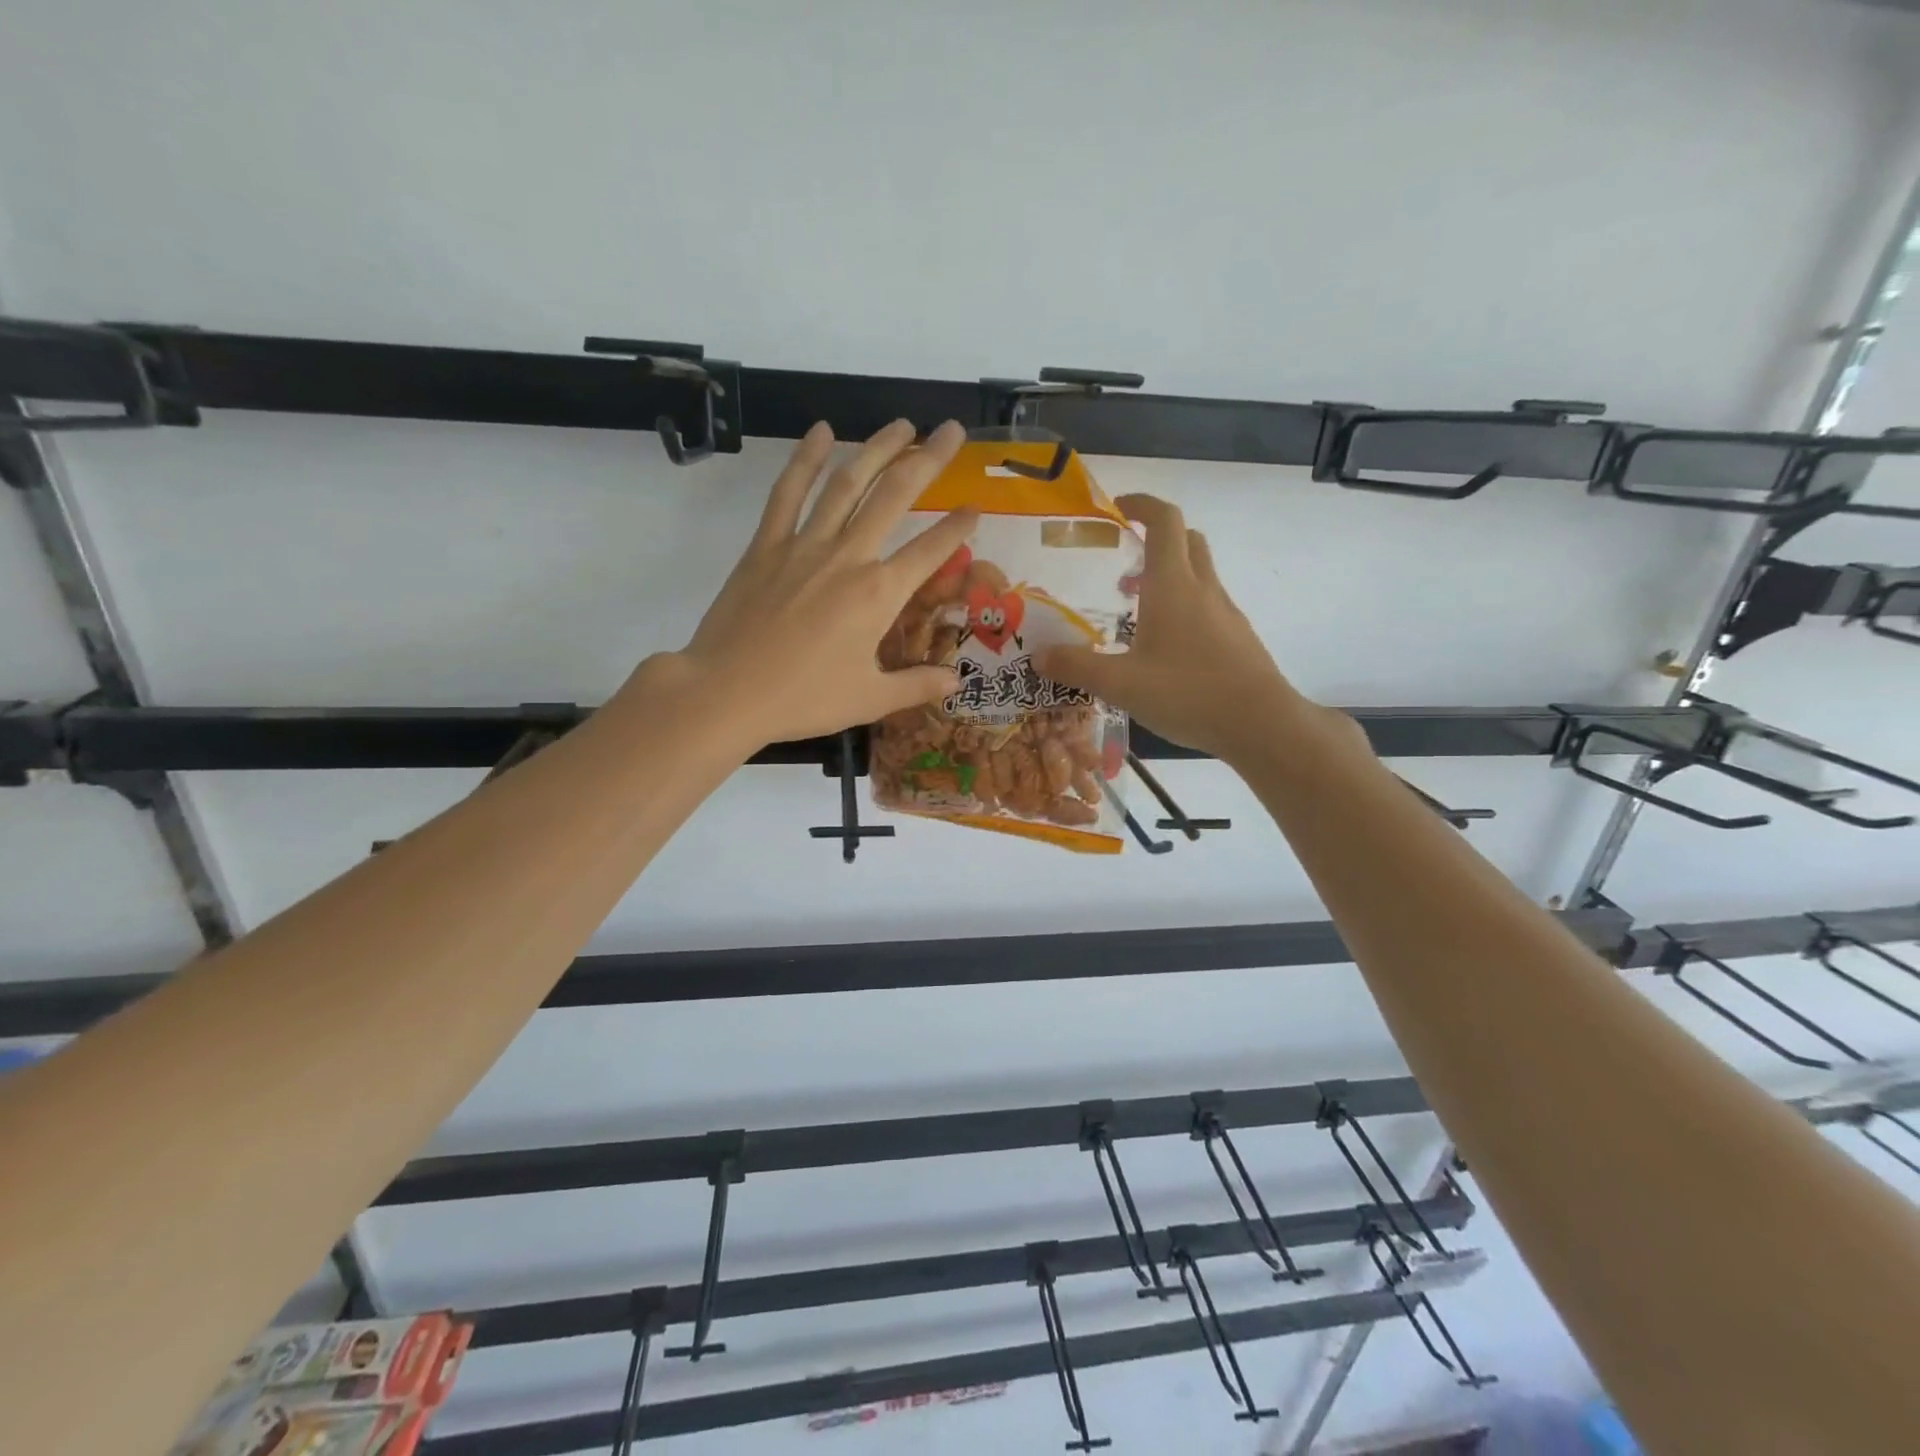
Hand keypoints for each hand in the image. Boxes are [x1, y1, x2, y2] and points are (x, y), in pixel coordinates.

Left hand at [642, 418, 977, 749]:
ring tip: (901, 425)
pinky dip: (804, 459)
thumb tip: (956, 681)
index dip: (958, 527)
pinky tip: (821, 432)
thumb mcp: (869, 699)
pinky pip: (788, 493)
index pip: (931, 551)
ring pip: (847, 482)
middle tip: (951, 430)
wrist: (726, 692)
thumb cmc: (803, 699)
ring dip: (877, 448)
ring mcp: (805, 545)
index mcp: (879, 594)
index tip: (976, 507)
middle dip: (928, 459)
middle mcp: (848, 557)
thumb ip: (917, 685)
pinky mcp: (766, 545)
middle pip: (895, 496)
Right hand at [1036, 494, 1314, 763]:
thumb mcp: (1121, 684)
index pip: (1164, 520)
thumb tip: (1038, 655)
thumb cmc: (1188, 692)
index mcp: (1173, 585)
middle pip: (1186, 540)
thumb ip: (1077, 667)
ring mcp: (1226, 613)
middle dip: (1156, 540)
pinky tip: (1165, 649)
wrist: (1261, 724)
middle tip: (1124, 565)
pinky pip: (1208, 607)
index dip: (1141, 504)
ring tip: (1135, 612)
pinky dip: (1184, 609)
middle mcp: (1203, 589)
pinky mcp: (1237, 638)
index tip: (1117, 508)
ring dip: (1169, 578)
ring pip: (1199, 575)